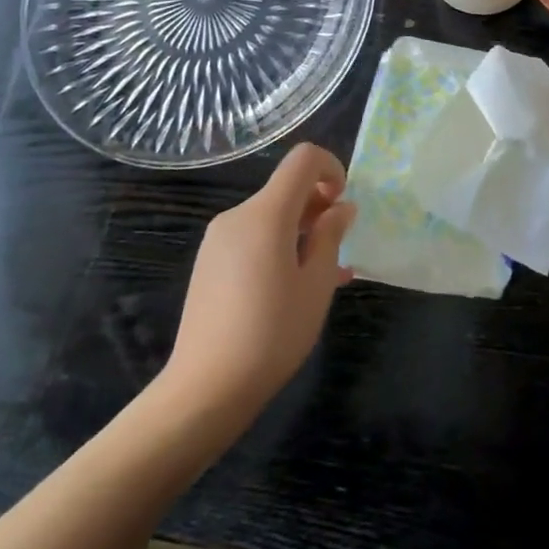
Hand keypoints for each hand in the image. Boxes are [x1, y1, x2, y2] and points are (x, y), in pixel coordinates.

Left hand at [163, 143, 355, 416]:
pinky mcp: (209, 262)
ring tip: (323, 274)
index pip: (303, 159)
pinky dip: (279, 246)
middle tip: (339, 248)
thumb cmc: (272, 333)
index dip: (331, 168)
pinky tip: (293, 286)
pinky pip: (253, 237)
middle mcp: (238, 216)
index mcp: (266, 214)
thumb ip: (331, 236)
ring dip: (302, 230)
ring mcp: (218, 239)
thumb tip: (341, 207)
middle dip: (319, 206)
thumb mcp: (317, 284)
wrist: (205, 389)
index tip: (343, 205)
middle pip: (286, 188)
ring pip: (271, 215)